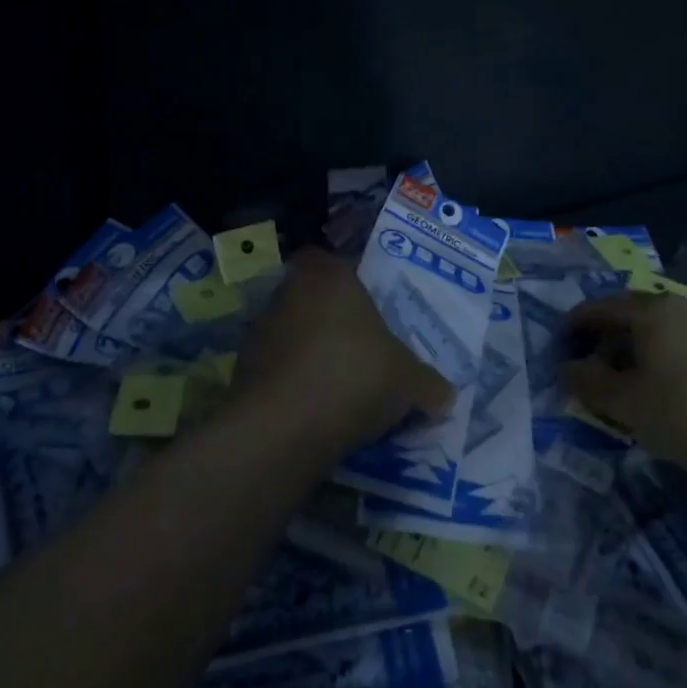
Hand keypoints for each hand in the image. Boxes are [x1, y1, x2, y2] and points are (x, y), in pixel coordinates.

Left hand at [237, 249, 453, 460]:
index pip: (331, 260)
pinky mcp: (242, 369)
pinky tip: (314, 409)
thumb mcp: (408, 381)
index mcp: (330, 276)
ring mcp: (261, 330)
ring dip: (309, 352)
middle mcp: (290, 292)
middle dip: (331, 319)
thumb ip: (428, 383)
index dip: (348, 279)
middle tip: (360, 348)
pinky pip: (276, 368)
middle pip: (312, 297)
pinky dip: (292, 383)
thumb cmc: (354, 376)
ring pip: (291, 332)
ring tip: (338, 386)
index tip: (367, 306)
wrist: (284, 426)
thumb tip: (444, 394)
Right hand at [560, 293, 686, 489]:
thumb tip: (564, 367)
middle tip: (585, 370)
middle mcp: (676, 307)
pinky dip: (655, 359)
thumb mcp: (624, 403)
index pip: (596, 308)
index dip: (571, 328)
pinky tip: (657, 390)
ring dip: (627, 351)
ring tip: (619, 385)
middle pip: (625, 314)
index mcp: (648, 310)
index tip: (556, 352)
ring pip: (652, 330)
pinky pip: (675, 343)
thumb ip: (585, 382)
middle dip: (600, 339)